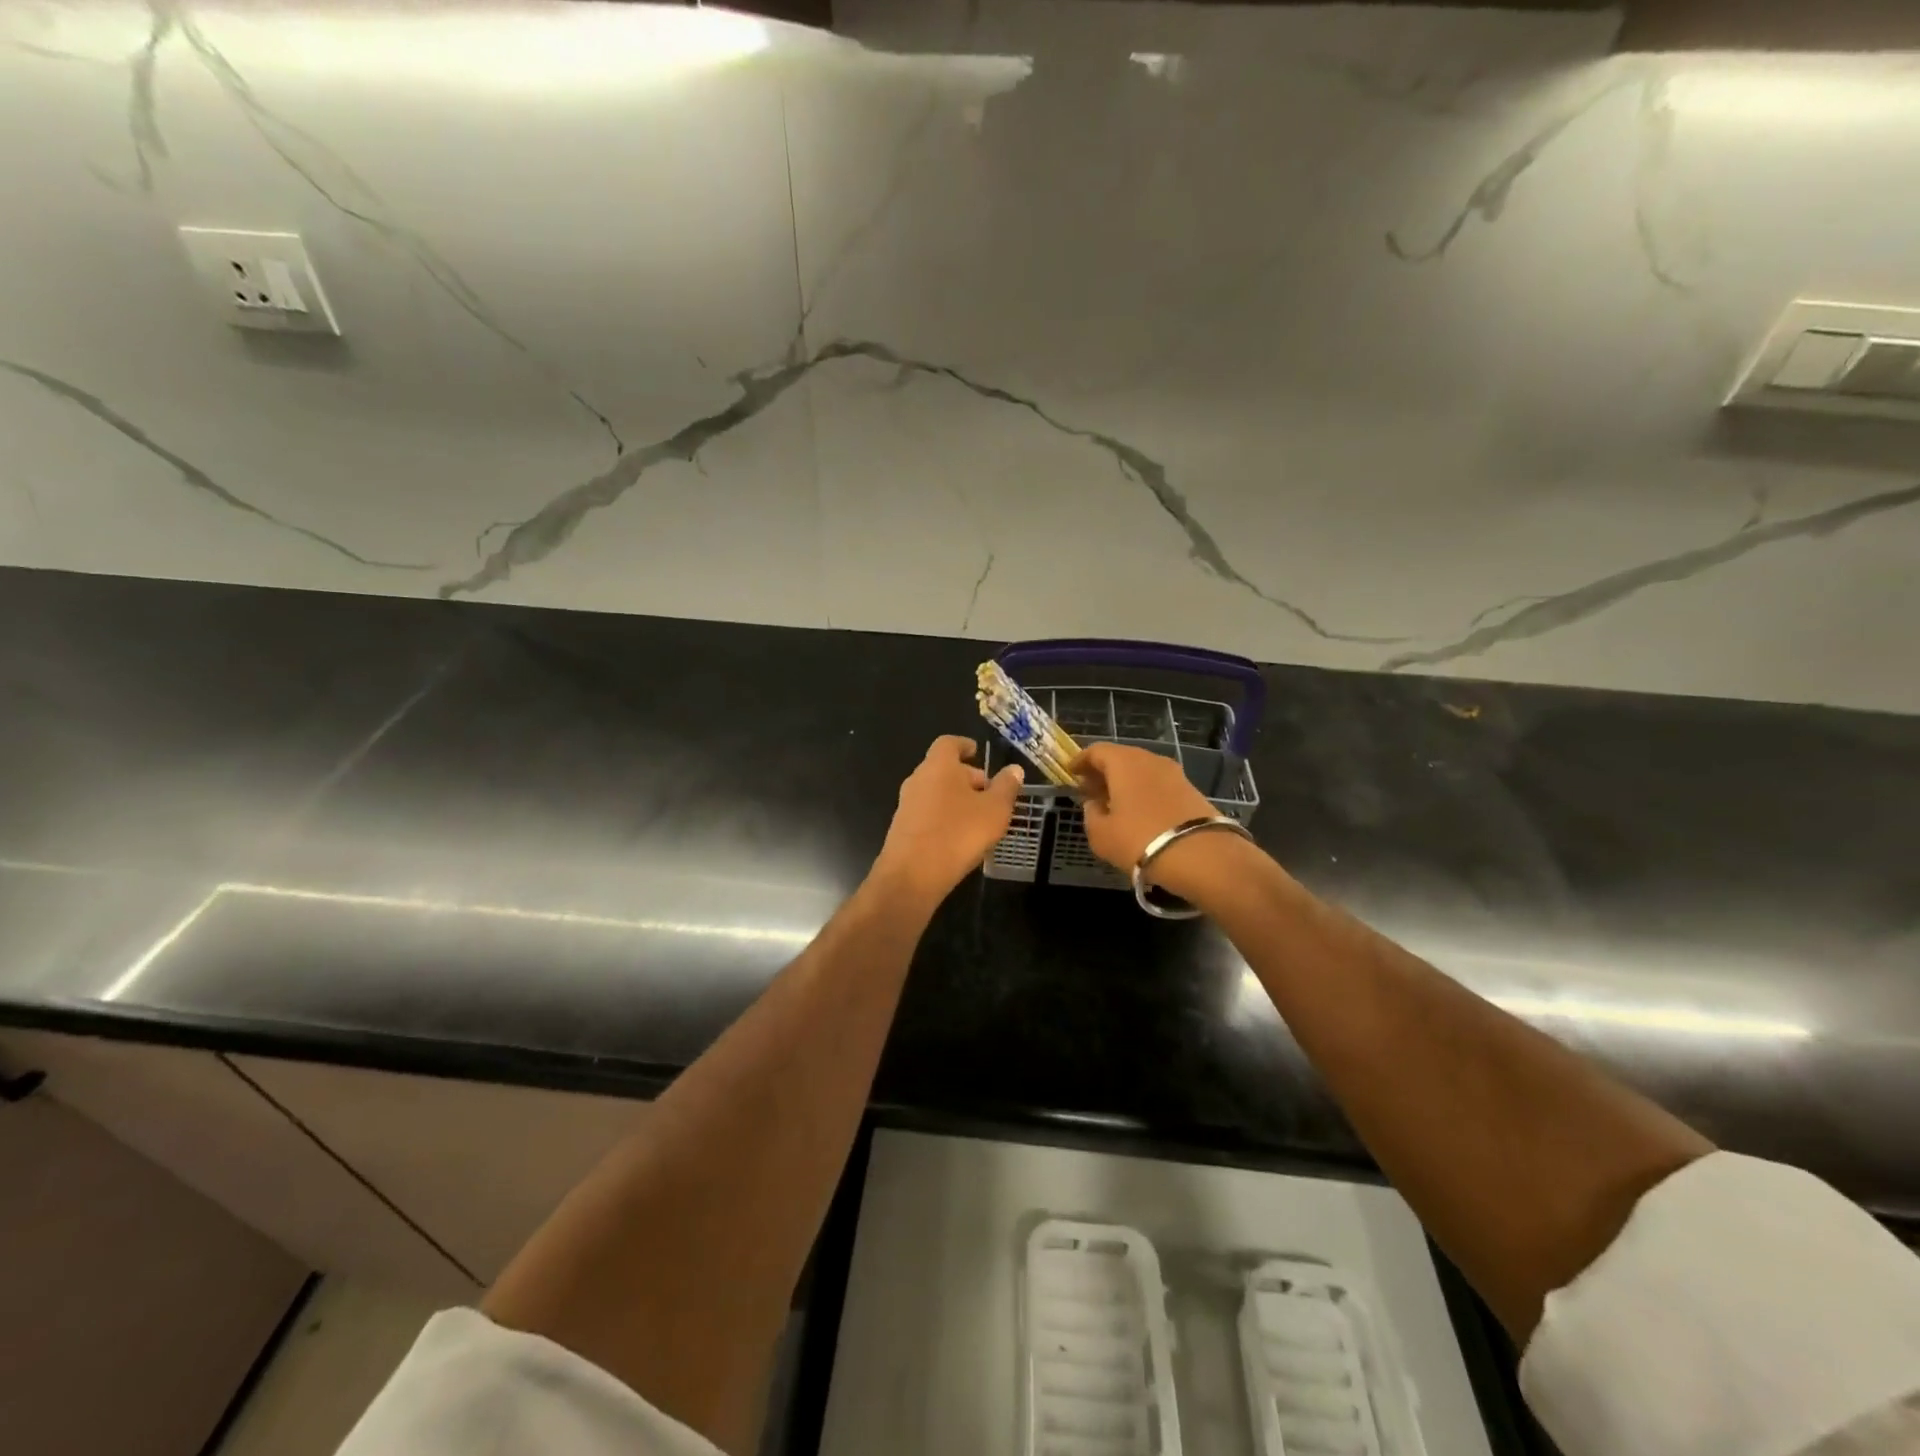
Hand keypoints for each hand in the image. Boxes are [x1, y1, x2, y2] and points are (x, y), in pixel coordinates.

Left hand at [874, 736, 1024, 903]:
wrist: (912, 875)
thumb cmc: (959, 833)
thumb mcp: (994, 810)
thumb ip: (1006, 787)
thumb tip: (1014, 769)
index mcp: (938, 766)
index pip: (949, 743)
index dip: (964, 745)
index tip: (976, 751)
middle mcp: (918, 779)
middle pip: (942, 769)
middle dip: (965, 776)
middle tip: (988, 791)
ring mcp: (906, 805)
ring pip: (935, 792)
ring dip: (956, 798)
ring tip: (979, 816)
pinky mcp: (902, 829)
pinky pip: (927, 813)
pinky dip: (944, 816)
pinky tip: (959, 836)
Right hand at [1071, 743, 1214, 872]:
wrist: (1202, 856)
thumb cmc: (1140, 840)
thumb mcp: (1101, 834)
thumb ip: (1091, 814)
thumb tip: (1093, 803)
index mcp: (1124, 762)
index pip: (1096, 751)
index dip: (1080, 761)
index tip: (1071, 772)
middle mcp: (1150, 760)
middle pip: (1121, 758)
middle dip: (1103, 772)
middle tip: (1090, 789)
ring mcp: (1174, 774)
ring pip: (1142, 771)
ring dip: (1125, 782)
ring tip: (1114, 803)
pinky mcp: (1191, 790)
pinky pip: (1158, 784)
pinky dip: (1144, 792)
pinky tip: (1139, 812)